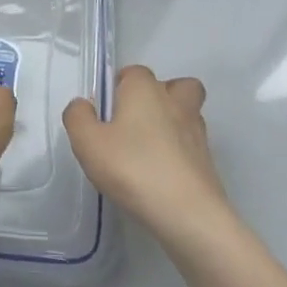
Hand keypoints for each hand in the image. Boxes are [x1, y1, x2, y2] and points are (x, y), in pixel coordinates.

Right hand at [64, 67, 227, 245]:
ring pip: (188, 112)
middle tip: (135, 121)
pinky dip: (180, 150)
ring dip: (173, 121)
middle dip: (158, 96)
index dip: (119, 87)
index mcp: (144, 90)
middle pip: (174, 86)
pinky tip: (160, 171)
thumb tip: (84, 105)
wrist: (188, 214)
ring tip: (149, 147)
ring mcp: (197, 132)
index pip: (133, 72)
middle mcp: (175, 102)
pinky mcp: (208, 161)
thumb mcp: (87, 142)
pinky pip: (192, 144)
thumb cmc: (132, 168)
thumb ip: (78, 117)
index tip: (105, 113)